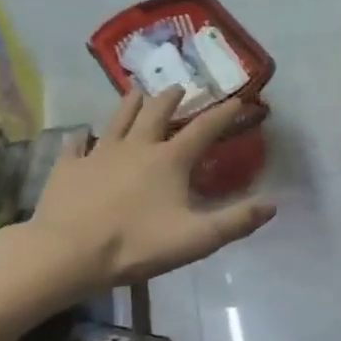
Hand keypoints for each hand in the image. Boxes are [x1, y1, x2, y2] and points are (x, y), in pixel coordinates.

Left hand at [29, 88, 276, 288]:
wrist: (68, 252)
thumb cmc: (136, 244)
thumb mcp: (197, 238)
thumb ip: (236, 221)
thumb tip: (272, 204)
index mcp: (169, 160)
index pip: (203, 129)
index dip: (223, 114)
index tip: (237, 99)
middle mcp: (136, 147)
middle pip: (156, 114)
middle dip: (171, 98)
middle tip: (179, 87)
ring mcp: (98, 154)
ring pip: (117, 120)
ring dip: (130, 104)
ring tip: (137, 90)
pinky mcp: (68, 168)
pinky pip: (76, 146)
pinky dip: (81, 138)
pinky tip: (80, 135)